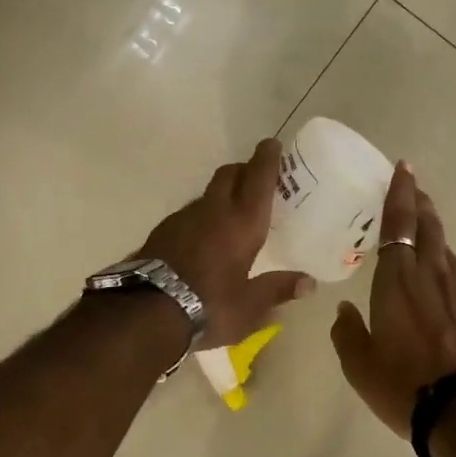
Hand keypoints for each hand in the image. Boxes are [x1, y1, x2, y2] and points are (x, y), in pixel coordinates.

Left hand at [139, 139, 315, 347]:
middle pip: (229, 175)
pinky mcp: (162, 231)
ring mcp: (183, 218)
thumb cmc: (209, 305)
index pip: (258, 178)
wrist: (146, 313)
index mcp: (242, 223)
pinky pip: (190, 214)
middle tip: (257, 178)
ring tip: (232, 212)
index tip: (272, 144)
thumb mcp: (250, 306)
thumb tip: (310, 283)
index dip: (267, 159)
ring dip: (222, 194)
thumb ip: (278, 289)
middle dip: (244, 169)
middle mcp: (213, 211)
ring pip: (208, 194)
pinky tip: (204, 237)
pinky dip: (203, 216)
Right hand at [331, 163, 455, 437]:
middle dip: (421, 205)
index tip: (404, 168)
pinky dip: (452, 278)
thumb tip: (346, 311)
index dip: (400, 193)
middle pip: (430, 228)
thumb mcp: (360, 365)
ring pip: (449, 256)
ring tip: (427, 244)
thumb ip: (348, 332)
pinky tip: (450, 295)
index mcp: (399, 280)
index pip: (398, 223)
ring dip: (437, 242)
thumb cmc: (405, 386)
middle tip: (416, 191)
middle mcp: (436, 276)